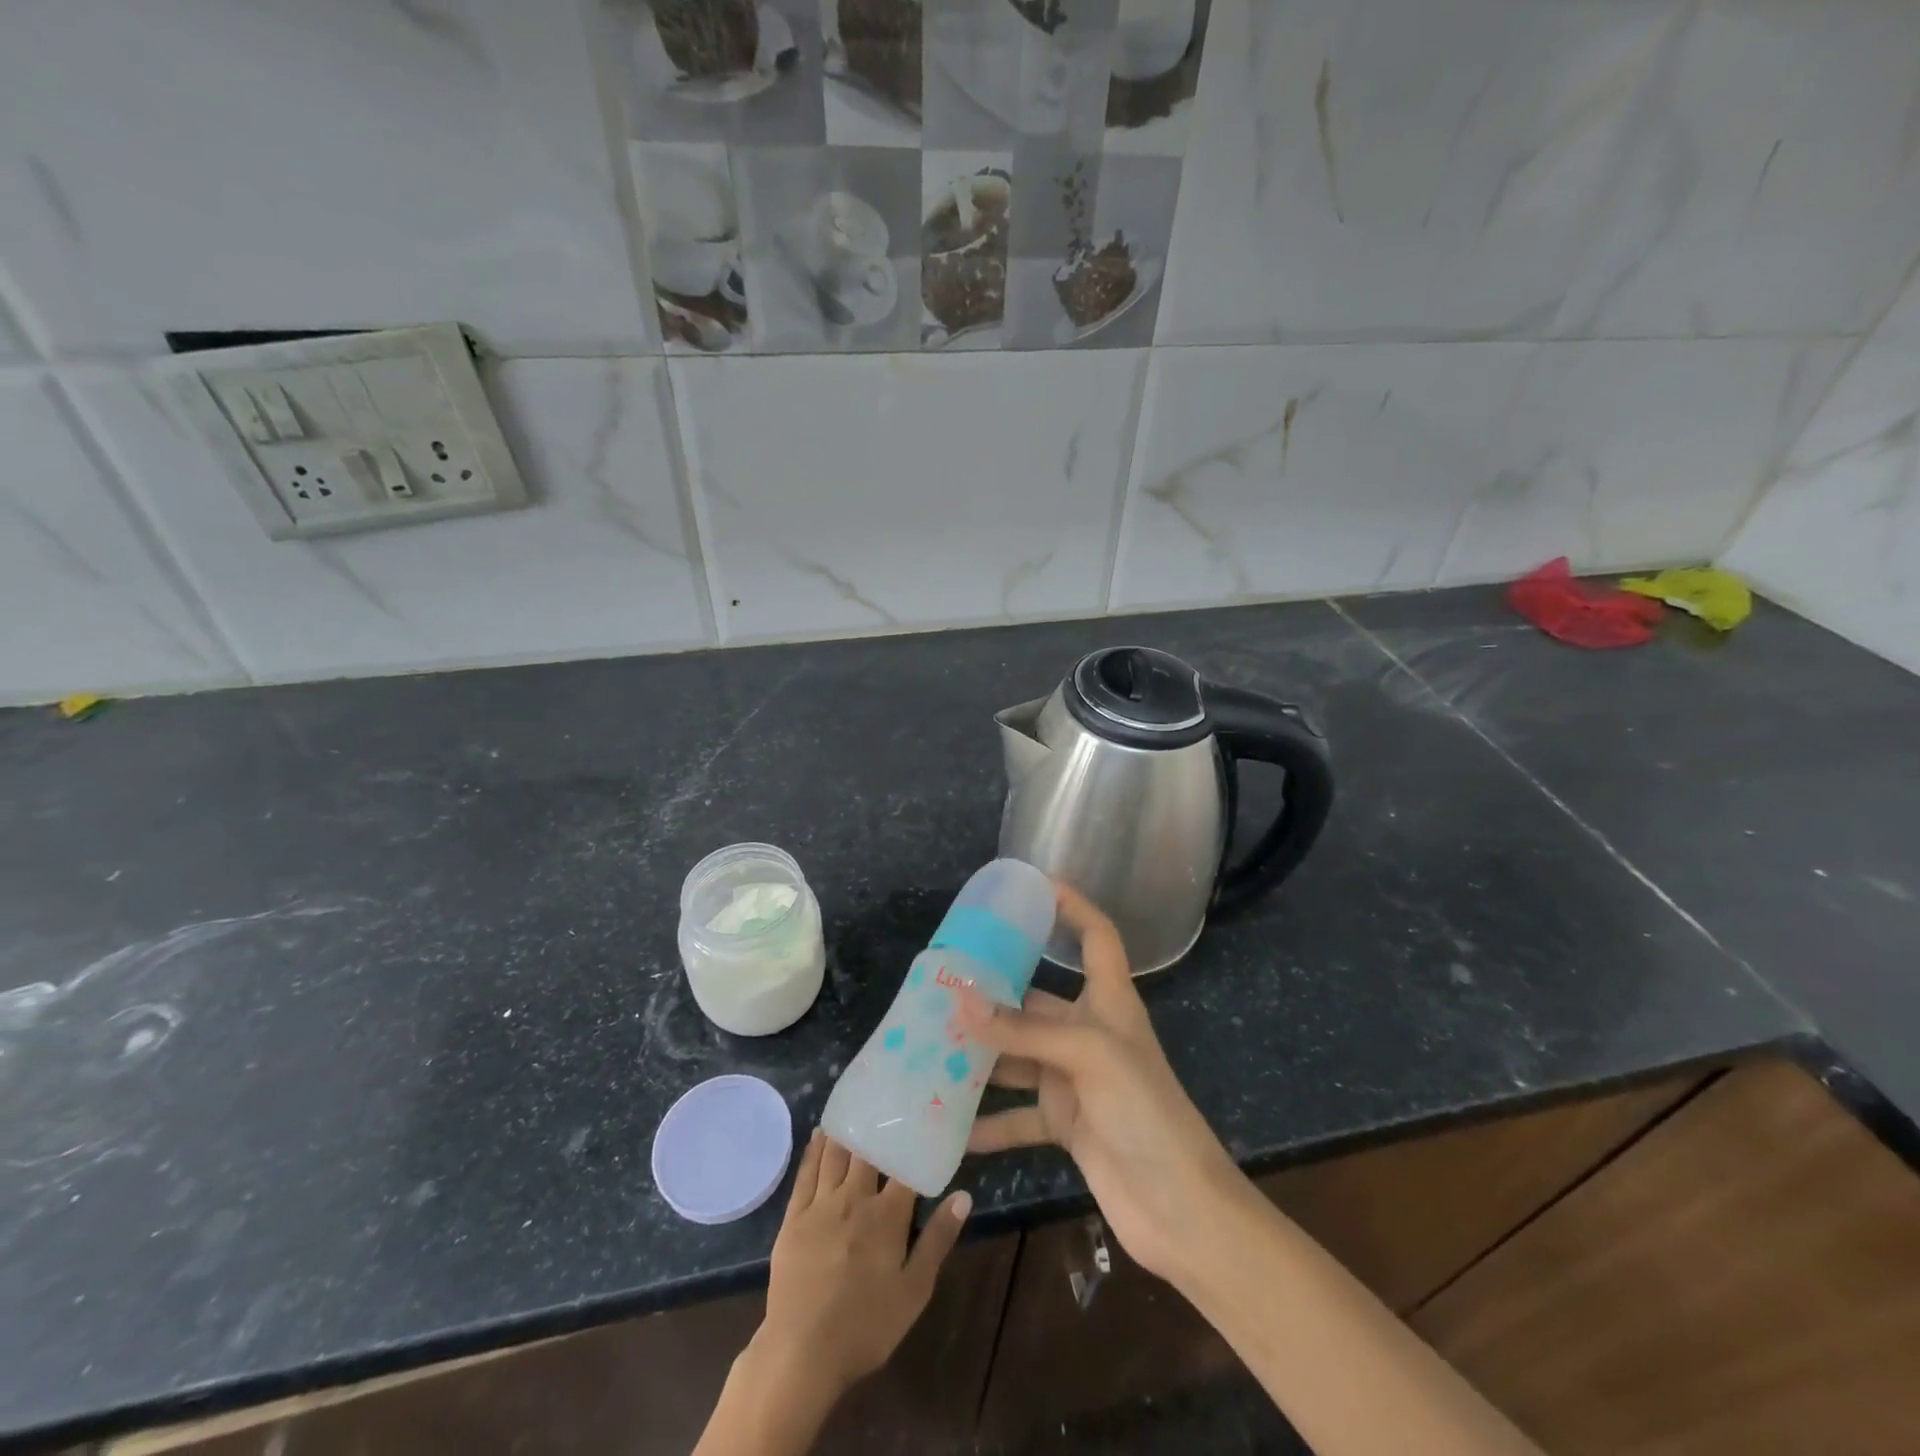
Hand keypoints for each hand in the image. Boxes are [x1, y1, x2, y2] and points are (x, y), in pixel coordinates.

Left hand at [754, 1131, 970, 1400]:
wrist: (802, 1352)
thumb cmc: (866, 1326)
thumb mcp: (914, 1290)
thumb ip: (938, 1240)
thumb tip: (963, 1195)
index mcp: (887, 1215)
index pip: (905, 1167)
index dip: (913, 1140)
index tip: (920, 1116)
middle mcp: (855, 1198)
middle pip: (868, 1152)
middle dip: (877, 1126)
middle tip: (886, 1100)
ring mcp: (821, 1205)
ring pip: (836, 1155)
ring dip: (846, 1129)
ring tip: (855, 1104)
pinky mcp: (794, 1217)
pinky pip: (806, 1173)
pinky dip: (814, 1149)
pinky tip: (820, 1133)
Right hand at [959, 882, 1247, 1284]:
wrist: (1180, 1209)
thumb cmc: (1144, 1111)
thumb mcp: (1087, 1056)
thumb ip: (1022, 1029)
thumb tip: (960, 998)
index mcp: (1108, 1001)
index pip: (1096, 935)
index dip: (1072, 906)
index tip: (1032, 886)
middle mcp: (1090, 1032)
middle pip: (1036, 999)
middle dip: (992, 993)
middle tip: (941, 984)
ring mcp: (1076, 1079)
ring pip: (1019, 1055)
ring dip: (981, 1055)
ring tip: (930, 1047)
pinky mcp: (1066, 1123)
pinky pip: (1018, 1114)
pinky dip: (988, 1121)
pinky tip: (950, 1127)